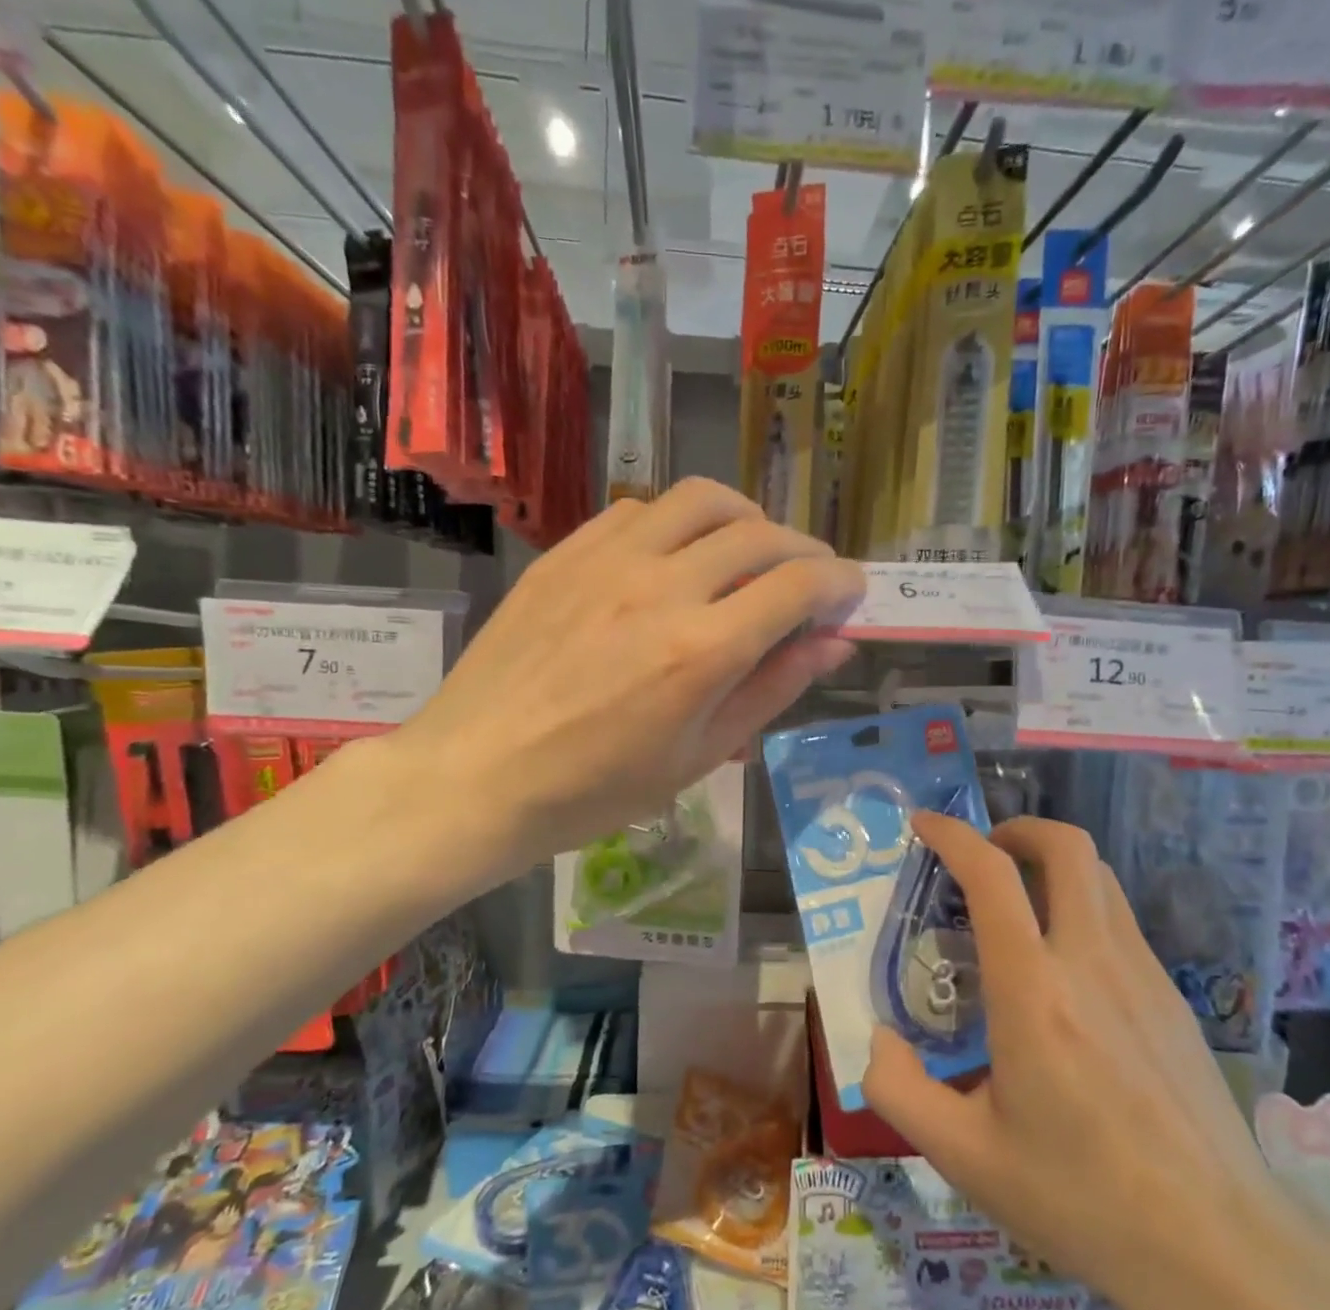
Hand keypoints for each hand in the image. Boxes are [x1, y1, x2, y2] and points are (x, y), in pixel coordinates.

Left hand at [394, 479, 863, 872]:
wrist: (478, 774)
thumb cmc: (596, 789)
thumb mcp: (698, 755)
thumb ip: (771, 689)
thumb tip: (835, 645)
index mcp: (702, 650)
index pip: (798, 586)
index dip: (839, 583)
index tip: (851, 593)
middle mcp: (661, 586)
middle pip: (759, 534)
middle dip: (804, 551)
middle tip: (810, 580)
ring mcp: (607, 560)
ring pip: (701, 500)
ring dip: (746, 517)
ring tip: (752, 550)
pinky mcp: (566, 552)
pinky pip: (639, 509)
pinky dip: (678, 522)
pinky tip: (676, 556)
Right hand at [861, 814, 1285, 1309]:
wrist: (1218, 1248)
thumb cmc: (1080, 1199)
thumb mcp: (964, 1157)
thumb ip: (898, 1089)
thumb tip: (880, 1038)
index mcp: (1032, 991)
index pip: (992, 876)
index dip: (953, 835)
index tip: (924, 824)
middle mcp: (1091, 962)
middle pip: (1066, 846)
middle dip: (1017, 829)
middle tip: (983, 855)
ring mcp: (1142, 974)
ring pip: (1100, 876)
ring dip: (1053, 863)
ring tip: (1018, 900)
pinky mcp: (1172, 997)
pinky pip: (1120, 920)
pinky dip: (1081, 905)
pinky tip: (1064, 966)